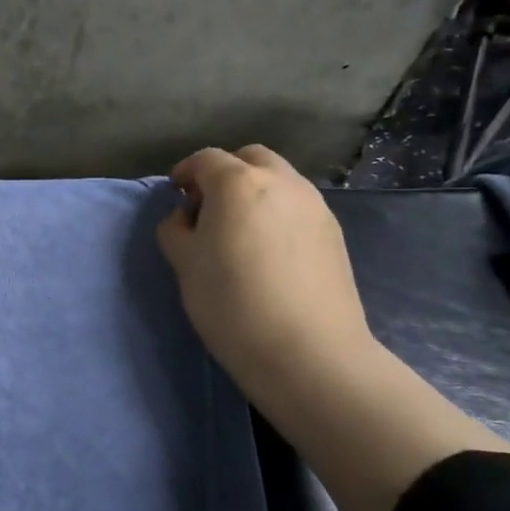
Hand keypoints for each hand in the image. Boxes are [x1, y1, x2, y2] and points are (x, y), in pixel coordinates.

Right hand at [156, 144, 374, 401]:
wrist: (307, 352)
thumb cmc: (231, 302)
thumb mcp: (183, 263)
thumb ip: (176, 229)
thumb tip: (187, 217)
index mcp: (238, 183)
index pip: (206, 159)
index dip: (185, 172)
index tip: (176, 194)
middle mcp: (281, 182)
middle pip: (249, 158)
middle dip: (225, 173)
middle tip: (208, 207)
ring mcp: (314, 205)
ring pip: (279, 180)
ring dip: (254, 191)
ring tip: (239, 230)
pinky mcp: (334, 232)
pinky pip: (297, 206)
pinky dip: (277, 212)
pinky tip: (268, 250)